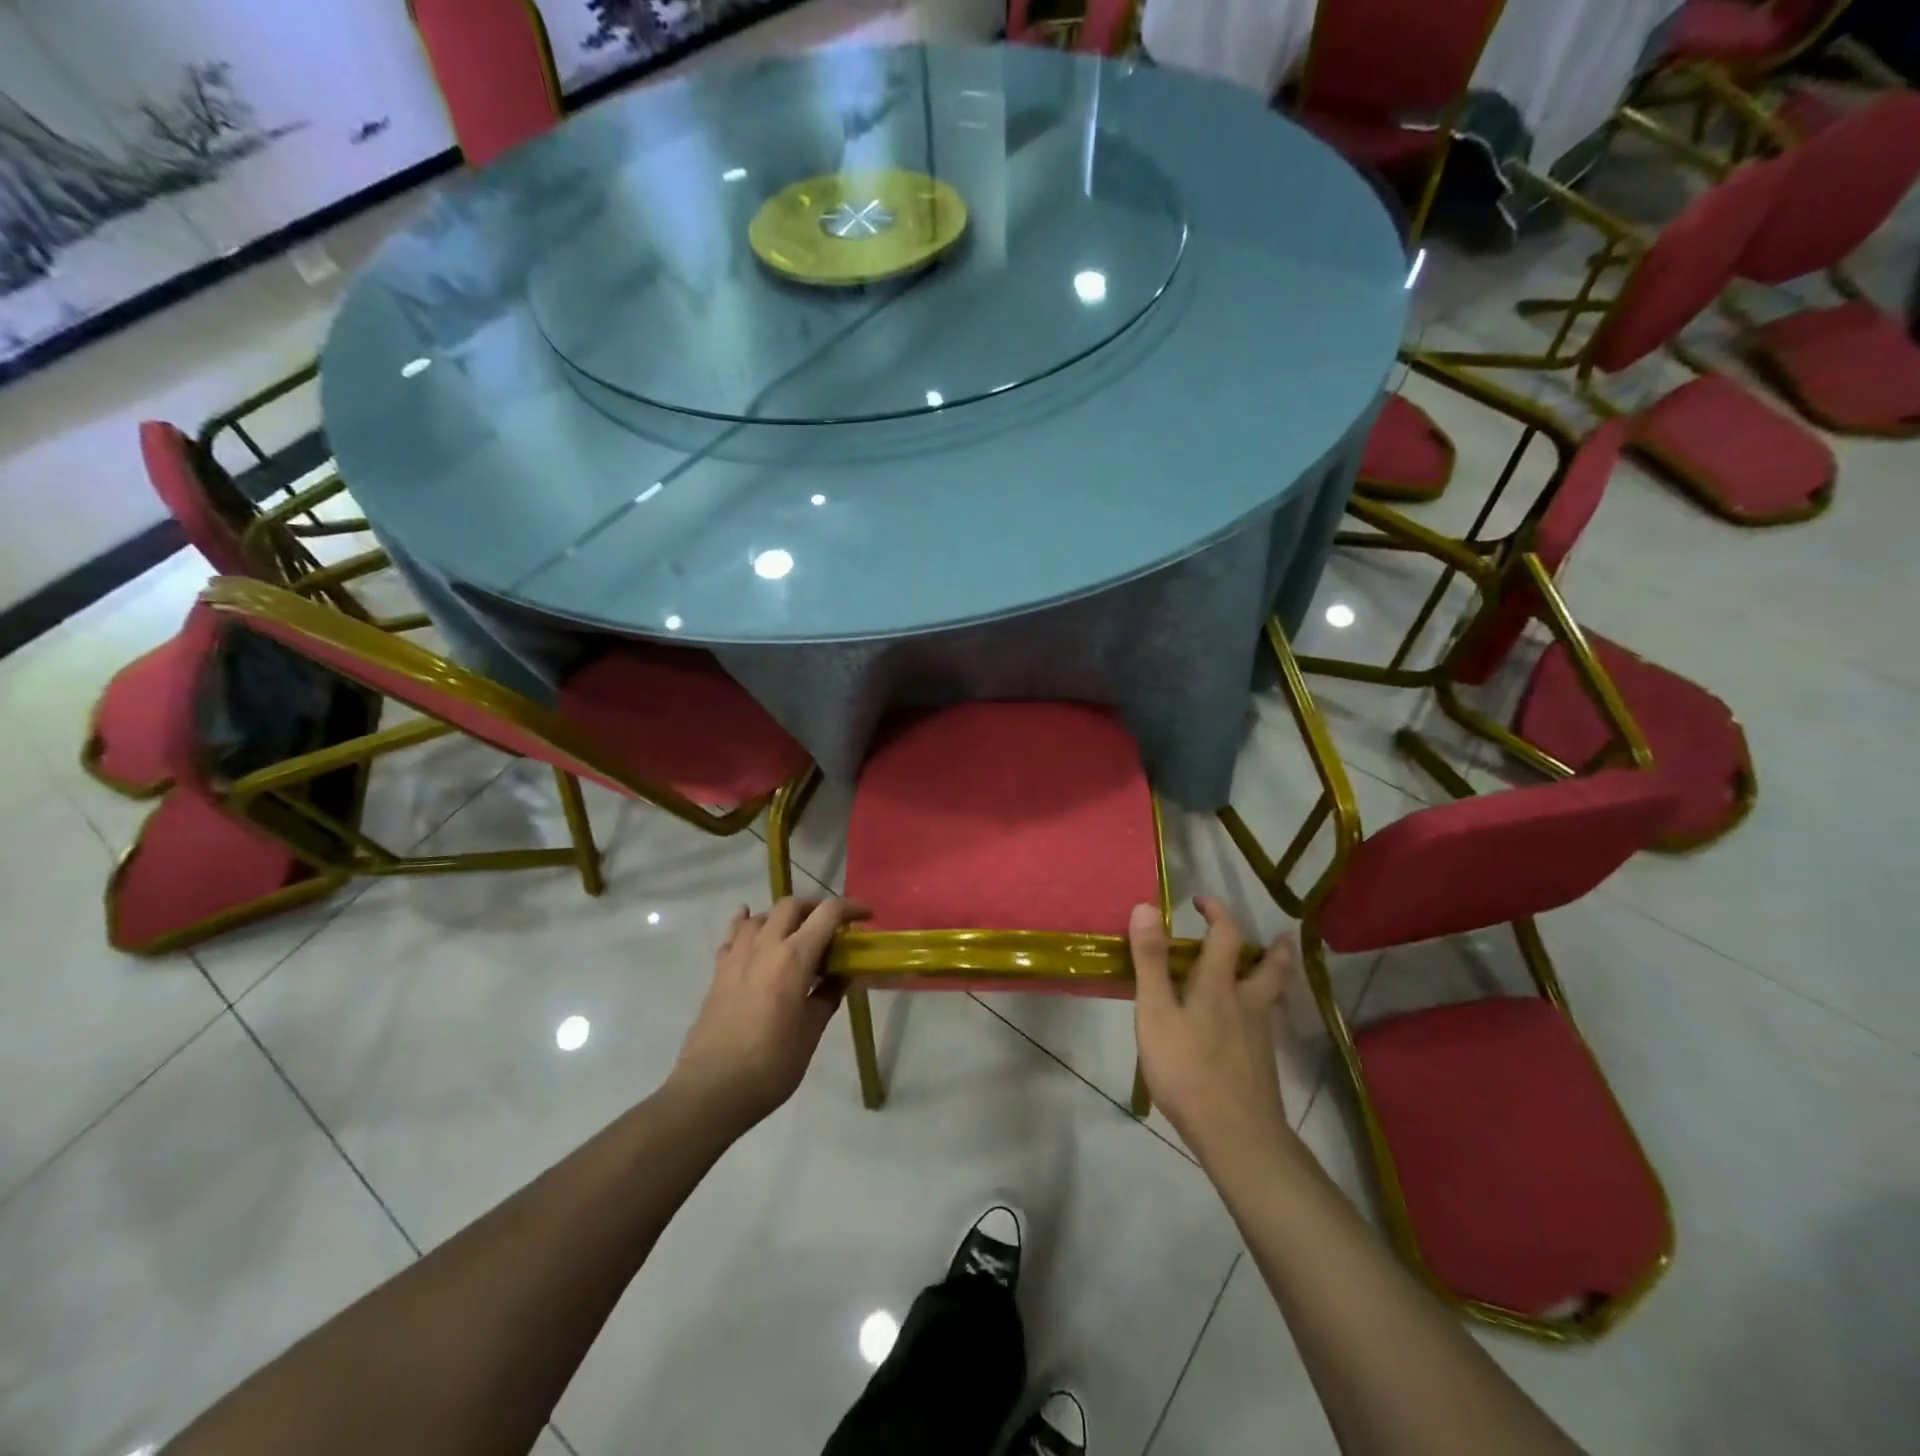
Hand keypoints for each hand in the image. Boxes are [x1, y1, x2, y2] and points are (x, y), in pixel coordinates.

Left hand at [668, 897, 869, 1131]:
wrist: (712, 1089)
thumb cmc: (771, 1064)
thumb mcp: (811, 1030)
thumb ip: (829, 994)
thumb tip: (845, 973)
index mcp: (794, 958)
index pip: (827, 914)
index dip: (851, 909)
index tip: (867, 916)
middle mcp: (765, 946)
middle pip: (791, 905)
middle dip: (816, 907)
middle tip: (832, 925)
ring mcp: (737, 956)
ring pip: (761, 916)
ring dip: (782, 916)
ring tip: (795, 932)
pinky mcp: (718, 971)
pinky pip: (734, 934)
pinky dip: (747, 924)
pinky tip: (752, 929)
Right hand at [1131, 897, 1296, 1170]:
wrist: (1235, 1134)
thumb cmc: (1187, 1069)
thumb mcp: (1156, 1012)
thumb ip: (1151, 961)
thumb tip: (1146, 907)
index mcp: (1218, 986)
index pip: (1225, 936)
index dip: (1217, 913)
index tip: (1202, 902)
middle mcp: (1247, 1004)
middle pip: (1270, 968)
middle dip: (1273, 948)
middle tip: (1279, 936)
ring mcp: (1260, 1037)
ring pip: (1276, 998)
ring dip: (1278, 978)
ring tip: (1278, 972)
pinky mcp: (1265, 1065)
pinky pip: (1272, 1026)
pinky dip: (1271, 1013)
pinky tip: (1261, 1026)